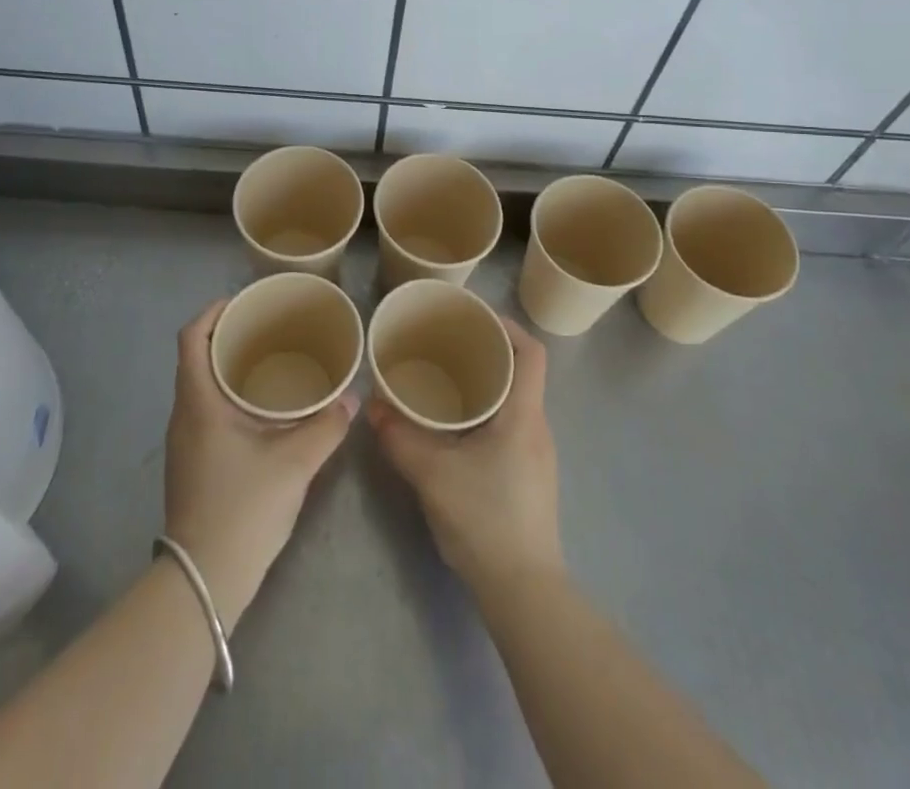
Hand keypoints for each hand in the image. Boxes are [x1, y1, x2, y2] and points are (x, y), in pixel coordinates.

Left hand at [162, 299, 355, 632]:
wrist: (204, 580)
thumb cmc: (243, 508)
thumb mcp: (294, 464)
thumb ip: (326, 427)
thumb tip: (352, 399)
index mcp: (198, 402)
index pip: (191, 339)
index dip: (212, 312)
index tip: (242, 302)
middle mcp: (183, 415)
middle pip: (195, 358)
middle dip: (226, 337)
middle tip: (266, 328)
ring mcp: (183, 442)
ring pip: (200, 387)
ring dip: (226, 368)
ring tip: (267, 361)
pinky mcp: (190, 464)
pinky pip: (204, 411)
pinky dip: (227, 395)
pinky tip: (260, 409)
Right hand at [367, 320, 563, 599]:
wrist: (523, 591)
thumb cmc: (485, 519)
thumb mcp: (433, 474)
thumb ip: (400, 436)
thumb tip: (373, 406)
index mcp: (523, 414)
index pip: (531, 352)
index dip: (507, 326)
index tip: (473, 318)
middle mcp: (536, 427)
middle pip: (520, 372)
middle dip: (486, 351)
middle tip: (447, 344)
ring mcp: (536, 454)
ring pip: (513, 400)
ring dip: (485, 383)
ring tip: (444, 378)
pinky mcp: (528, 476)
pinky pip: (509, 425)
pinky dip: (485, 412)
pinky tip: (455, 426)